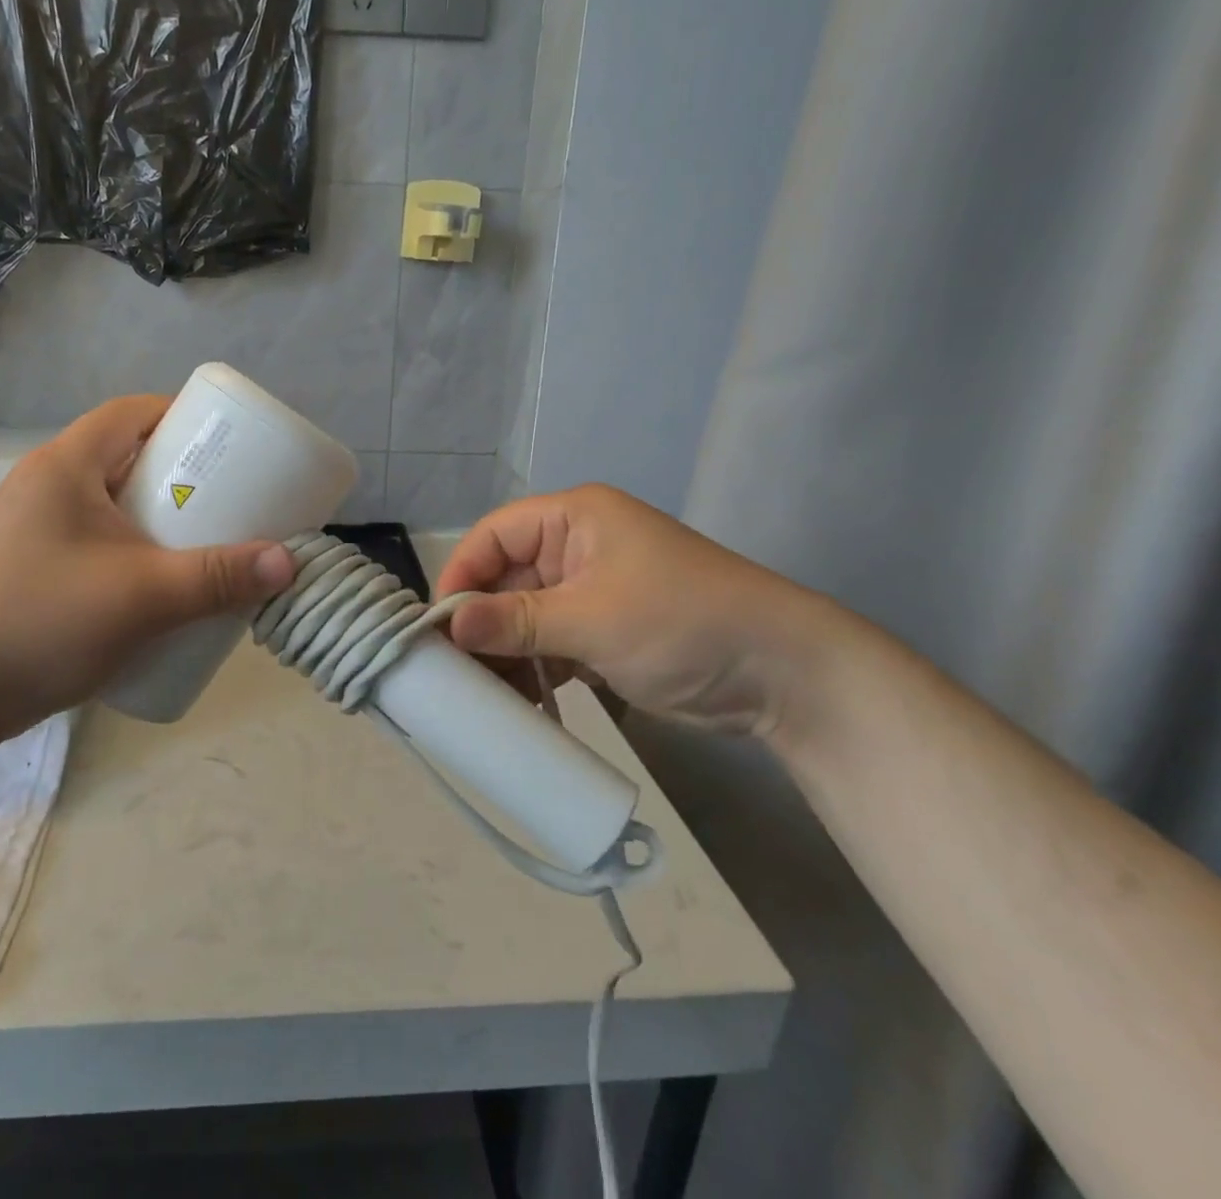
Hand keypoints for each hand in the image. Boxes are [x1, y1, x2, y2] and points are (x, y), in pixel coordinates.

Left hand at [0, 396, 295, 736]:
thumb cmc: (44, 622)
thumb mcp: (143, 596)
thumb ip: (218, 578)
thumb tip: (288, 562)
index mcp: (64, 466)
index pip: (130, 412)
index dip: (181, 416)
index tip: (228, 443)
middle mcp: (44, 485)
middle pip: (124, 456)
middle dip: (179, 473)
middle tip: (228, 498)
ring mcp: (32, 527)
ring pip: (110, 501)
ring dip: (156, 514)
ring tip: (202, 540)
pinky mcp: (30, 565)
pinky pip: (95, 537)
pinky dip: (132, 545)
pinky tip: (158, 581)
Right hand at [434, 485, 843, 739]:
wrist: (782, 675)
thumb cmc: (681, 624)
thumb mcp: (592, 619)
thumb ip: (516, 621)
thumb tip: (449, 626)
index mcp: (573, 519)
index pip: (494, 535)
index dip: (461, 574)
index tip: (438, 626)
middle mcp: (575, 547)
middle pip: (505, 578)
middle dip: (481, 624)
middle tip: (455, 672)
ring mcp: (589, 592)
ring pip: (523, 616)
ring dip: (505, 653)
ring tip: (487, 695)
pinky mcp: (602, 632)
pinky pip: (548, 644)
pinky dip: (533, 670)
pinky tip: (521, 702)